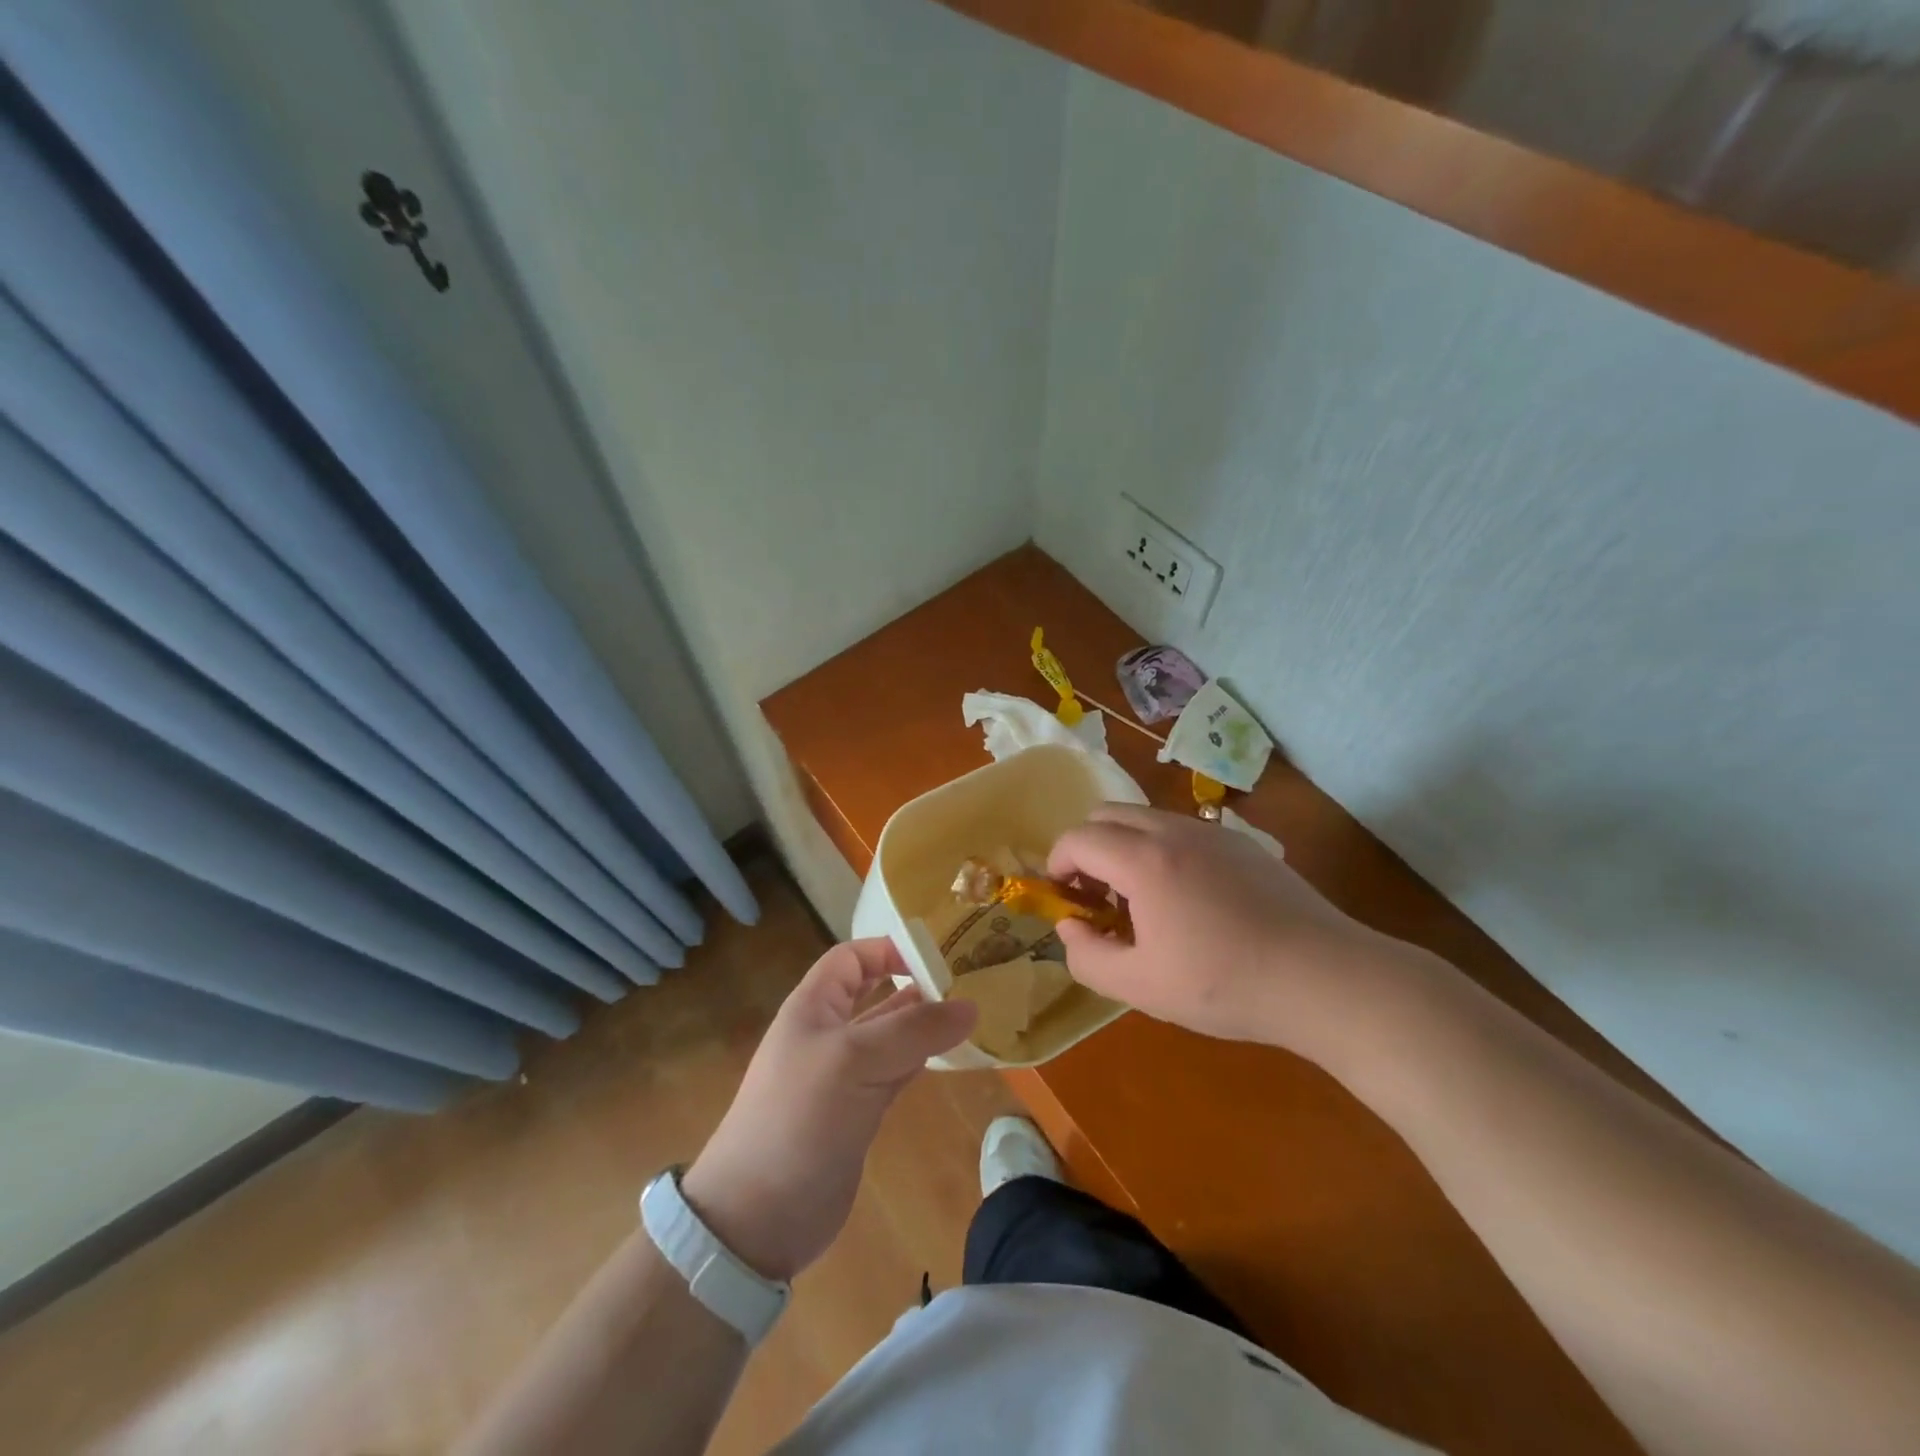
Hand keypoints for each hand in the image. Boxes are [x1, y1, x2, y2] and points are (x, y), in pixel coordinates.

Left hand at [681, 940, 975, 1282]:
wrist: (757, 1218)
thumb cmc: (798, 1119)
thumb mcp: (854, 1061)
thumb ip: (913, 1031)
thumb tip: (970, 1006)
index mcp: (813, 1007)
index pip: (851, 958)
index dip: (888, 950)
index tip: (936, 958)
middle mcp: (828, 1034)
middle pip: (876, 994)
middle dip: (914, 985)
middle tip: (966, 983)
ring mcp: (844, 1076)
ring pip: (891, 1036)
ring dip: (924, 1026)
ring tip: (970, 1016)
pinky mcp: (859, 1113)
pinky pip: (896, 1073)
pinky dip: (922, 1061)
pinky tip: (951, 1057)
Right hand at [1048, 805, 1424, 1063]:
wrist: (1324, 978)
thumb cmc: (1224, 984)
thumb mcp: (1140, 987)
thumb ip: (1087, 956)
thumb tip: (1069, 926)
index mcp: (1143, 860)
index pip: (1077, 837)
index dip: (1057, 864)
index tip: (1065, 899)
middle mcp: (1173, 830)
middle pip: (1107, 814)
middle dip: (1087, 849)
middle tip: (1097, 897)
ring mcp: (1212, 832)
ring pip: (1145, 818)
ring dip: (1124, 847)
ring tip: (1141, 901)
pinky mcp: (1242, 844)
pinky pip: (1181, 830)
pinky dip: (1160, 849)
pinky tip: (1187, 900)